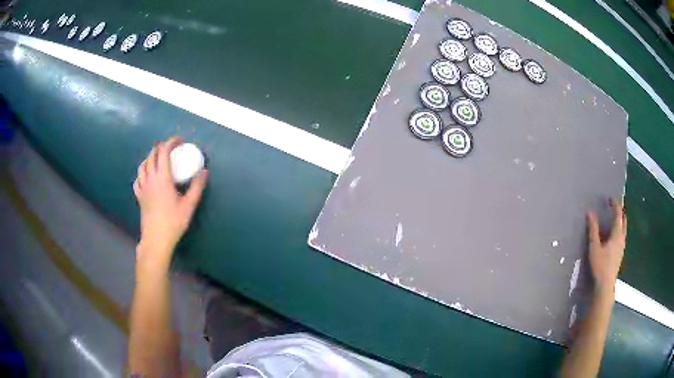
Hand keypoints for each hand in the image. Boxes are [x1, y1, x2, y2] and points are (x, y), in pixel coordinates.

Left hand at [133, 136, 207, 266]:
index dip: (171, 142)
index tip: (179, 141)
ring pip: (142, 166)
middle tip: (170, 148)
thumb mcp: (189, 205)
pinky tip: (145, 177)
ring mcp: (143, 188)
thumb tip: (204, 172)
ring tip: (157, 158)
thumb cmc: (173, 222)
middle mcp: (150, 179)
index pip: (164, 152)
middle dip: (160, 147)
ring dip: (149, 158)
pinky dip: (142, 173)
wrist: (156, 239)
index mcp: (162, 178)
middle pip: (151, 156)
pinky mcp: (139, 197)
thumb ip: (197, 187)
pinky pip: (137, 180)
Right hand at [587, 198, 626, 293]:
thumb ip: (593, 230)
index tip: (610, 198)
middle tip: (614, 207)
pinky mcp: (620, 255)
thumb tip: (590, 212)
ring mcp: (622, 247)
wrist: (605, 286)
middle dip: (620, 212)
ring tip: (613, 220)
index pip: (618, 214)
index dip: (615, 204)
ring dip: (620, 222)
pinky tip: (612, 237)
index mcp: (617, 234)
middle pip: (624, 221)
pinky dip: (618, 231)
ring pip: (623, 230)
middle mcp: (622, 238)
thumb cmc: (600, 265)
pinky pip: (621, 237)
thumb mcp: (594, 247)